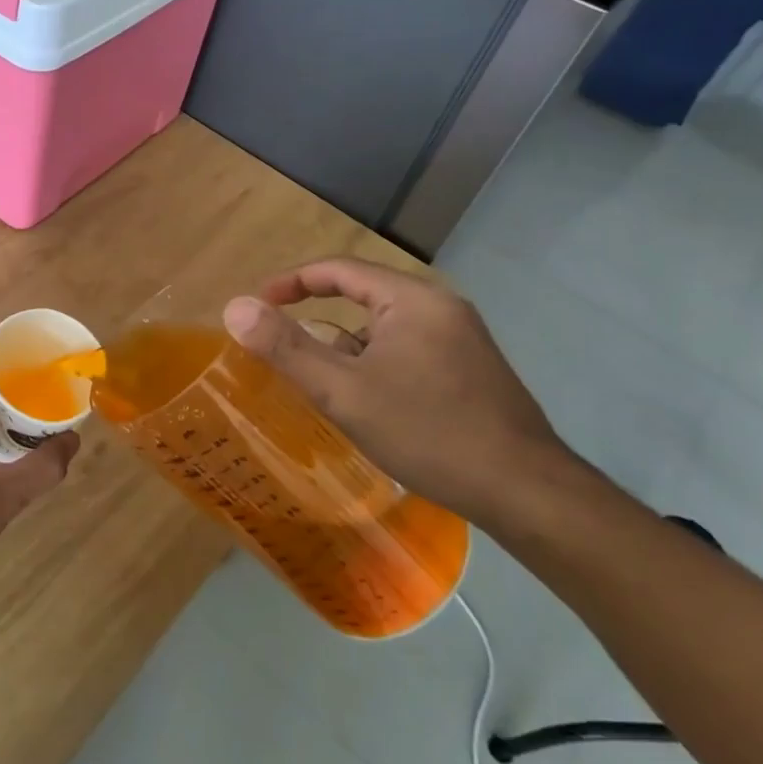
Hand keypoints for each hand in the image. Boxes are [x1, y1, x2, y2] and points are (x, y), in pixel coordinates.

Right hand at [223, 258, 583, 525]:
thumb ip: (286, 347)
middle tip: (282, 351)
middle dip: (317, 322)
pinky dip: (374, 366)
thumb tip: (235, 307)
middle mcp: (440, 308)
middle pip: (362, 299)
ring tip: (319, 386)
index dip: (290, 282)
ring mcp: (461, 340)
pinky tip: (366, 405)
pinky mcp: (470, 371)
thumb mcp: (344, 391)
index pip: (338, 270)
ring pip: (384, 331)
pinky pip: (406, 352)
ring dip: (347, 350)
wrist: (527, 493)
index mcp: (412, 299)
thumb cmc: (428, 432)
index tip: (257, 305)